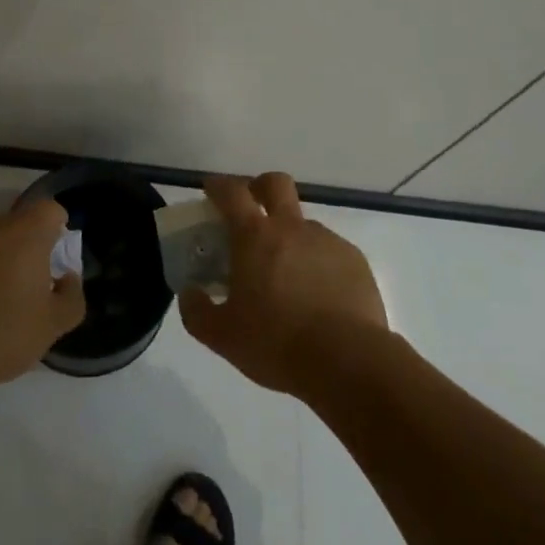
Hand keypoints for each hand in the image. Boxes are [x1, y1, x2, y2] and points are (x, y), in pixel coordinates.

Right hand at [179, 172, 387, 396]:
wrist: (347, 361)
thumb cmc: (276, 343)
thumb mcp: (222, 337)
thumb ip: (197, 312)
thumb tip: (190, 293)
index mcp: (254, 237)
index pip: (231, 192)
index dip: (218, 186)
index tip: (211, 190)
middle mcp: (291, 227)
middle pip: (275, 184)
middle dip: (260, 187)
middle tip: (253, 210)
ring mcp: (326, 241)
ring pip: (304, 223)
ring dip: (291, 237)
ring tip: (288, 277)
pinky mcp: (354, 260)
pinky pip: (330, 251)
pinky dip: (319, 264)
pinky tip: (319, 297)